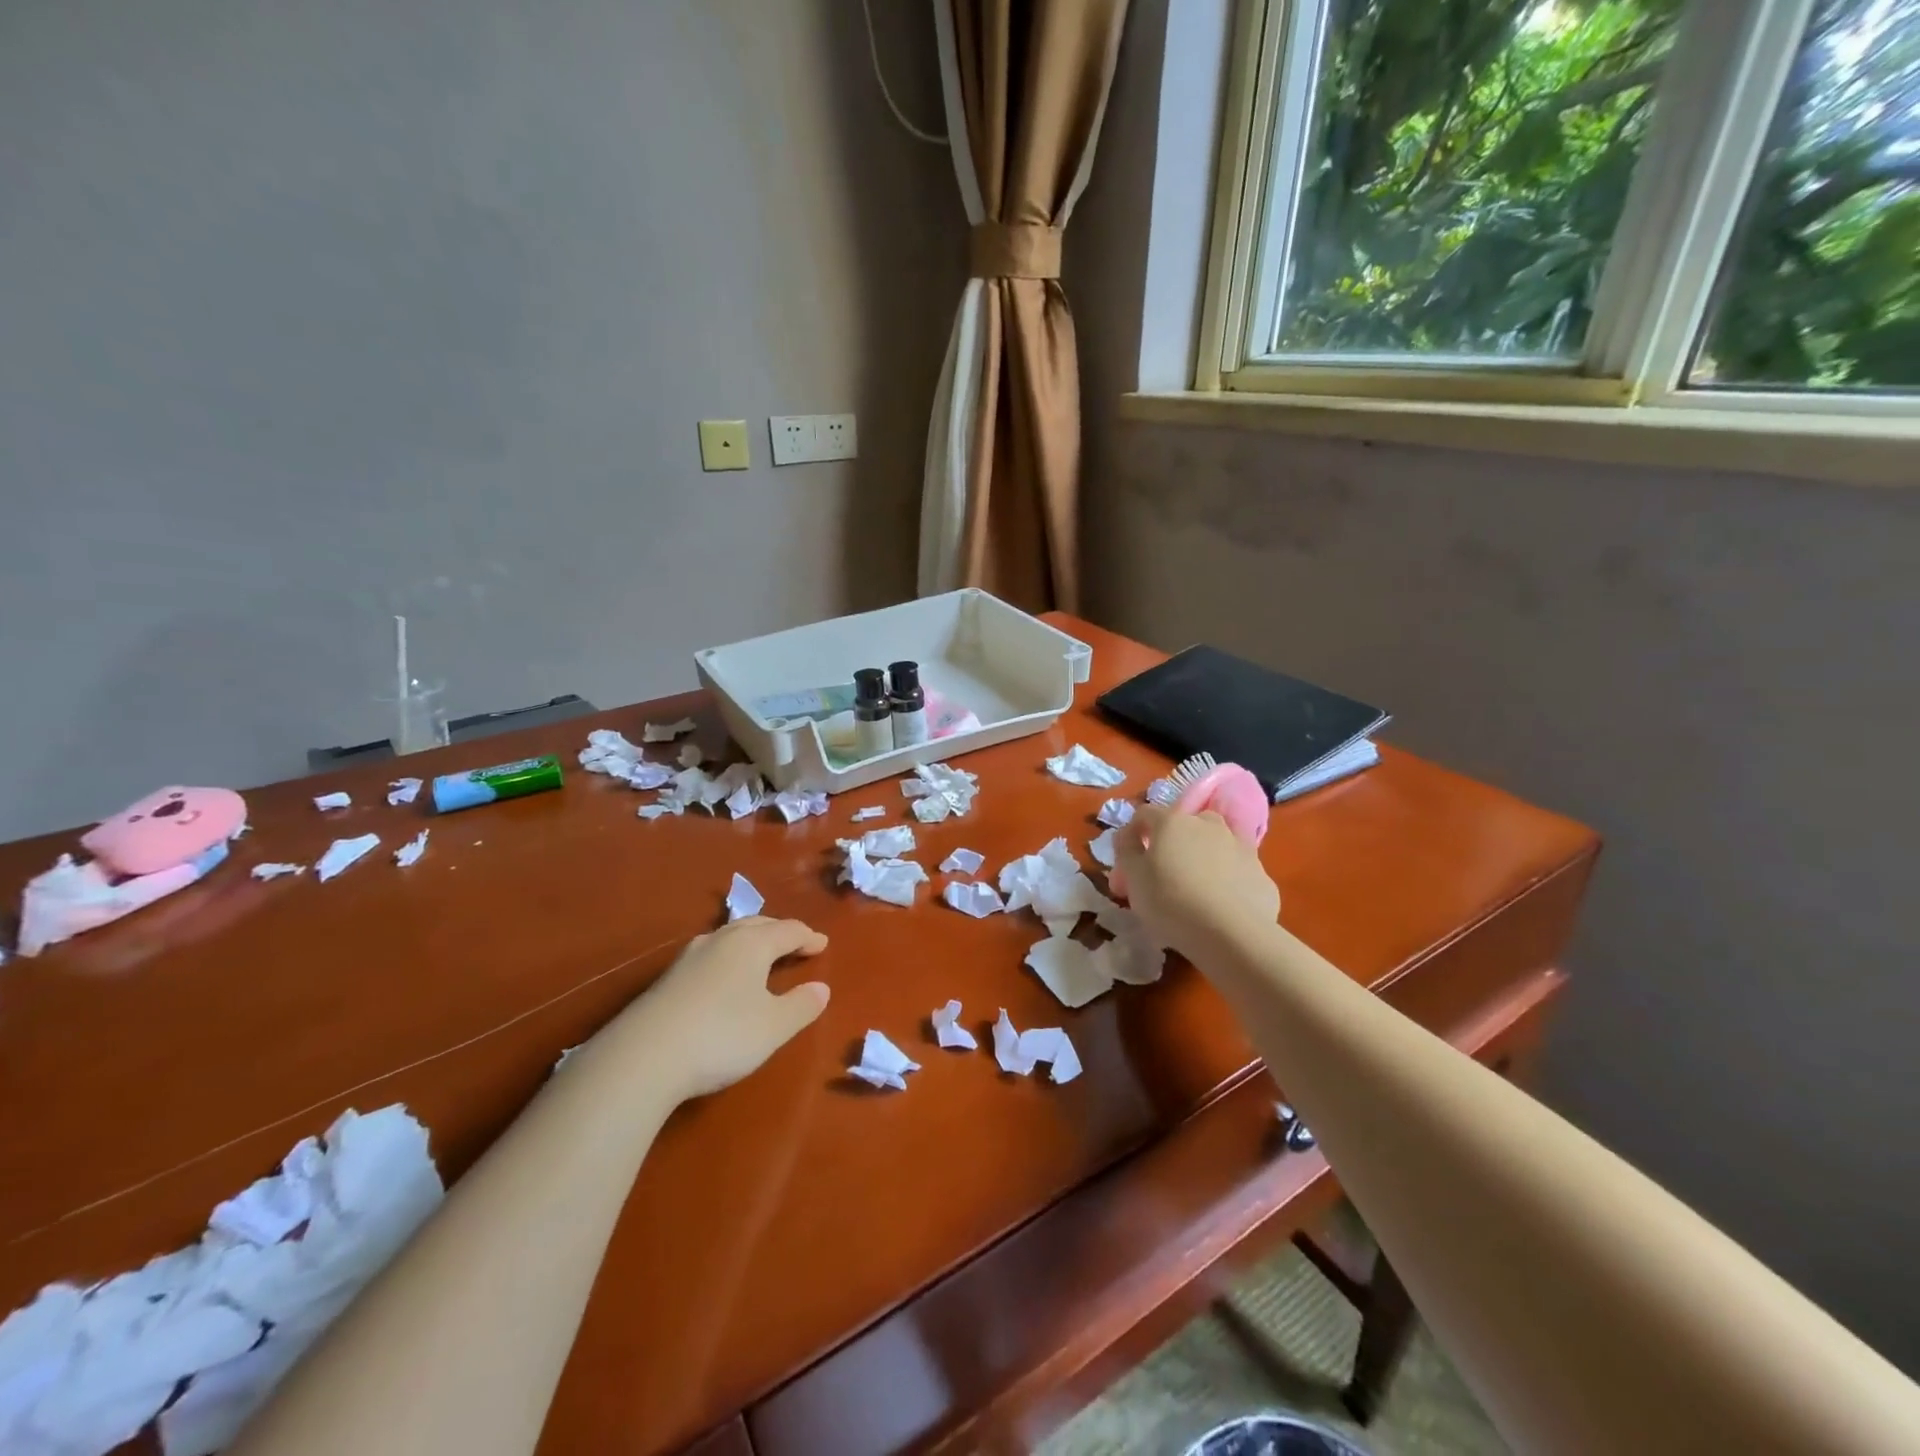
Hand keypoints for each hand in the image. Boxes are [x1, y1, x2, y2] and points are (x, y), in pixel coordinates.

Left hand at [602, 917, 831, 1100]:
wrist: (642, 1058)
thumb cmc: (721, 1036)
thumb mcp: (773, 1027)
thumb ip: (801, 1006)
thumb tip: (821, 988)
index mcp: (752, 944)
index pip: (788, 930)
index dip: (808, 937)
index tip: (823, 944)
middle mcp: (721, 940)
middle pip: (757, 925)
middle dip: (779, 932)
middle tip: (795, 943)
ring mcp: (689, 957)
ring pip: (729, 936)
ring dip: (751, 941)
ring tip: (761, 954)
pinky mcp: (667, 978)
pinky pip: (710, 954)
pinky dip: (728, 957)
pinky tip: (723, 976)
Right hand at [1113, 804, 1280, 960]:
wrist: (1232, 933)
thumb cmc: (1171, 902)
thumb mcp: (1133, 878)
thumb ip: (1126, 851)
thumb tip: (1126, 836)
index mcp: (1172, 822)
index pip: (1145, 813)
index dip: (1134, 831)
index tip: (1128, 856)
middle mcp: (1207, 824)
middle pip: (1185, 823)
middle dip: (1174, 840)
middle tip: (1166, 869)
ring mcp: (1239, 845)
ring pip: (1216, 842)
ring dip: (1204, 854)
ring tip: (1197, 884)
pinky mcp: (1261, 871)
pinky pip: (1236, 868)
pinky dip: (1227, 877)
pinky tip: (1222, 903)